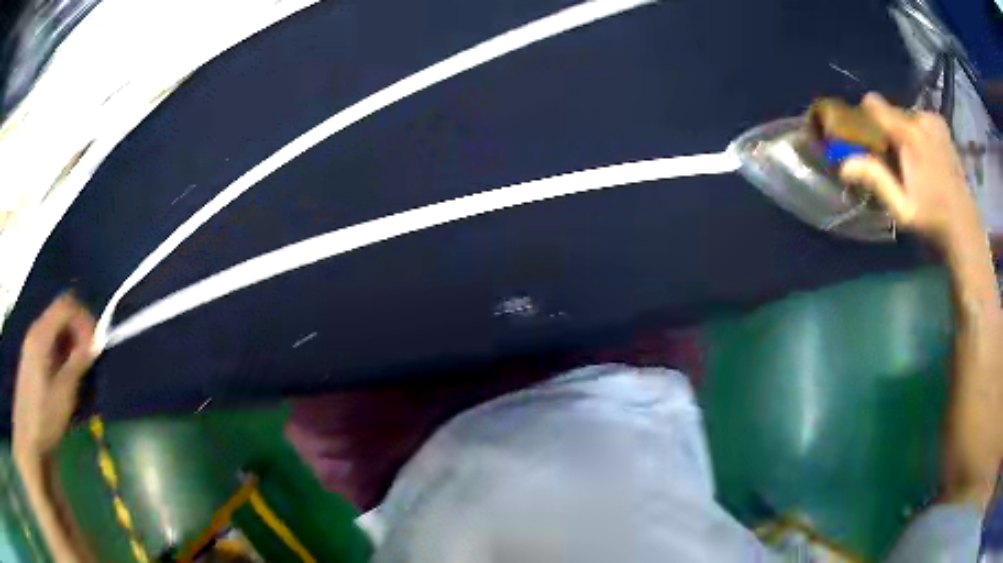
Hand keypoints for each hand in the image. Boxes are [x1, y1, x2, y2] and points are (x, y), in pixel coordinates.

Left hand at [12, 294, 95, 459]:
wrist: (28, 435)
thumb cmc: (44, 416)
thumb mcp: (63, 394)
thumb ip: (77, 364)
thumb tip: (95, 343)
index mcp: (42, 334)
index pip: (66, 305)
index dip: (84, 319)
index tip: (96, 346)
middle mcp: (36, 331)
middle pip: (61, 315)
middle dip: (79, 332)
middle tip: (91, 359)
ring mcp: (33, 345)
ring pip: (57, 330)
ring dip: (72, 345)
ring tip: (82, 372)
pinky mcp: (33, 359)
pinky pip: (51, 344)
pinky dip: (63, 354)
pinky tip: (68, 378)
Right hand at [840, 93, 982, 249]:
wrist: (966, 231)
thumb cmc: (934, 223)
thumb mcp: (902, 210)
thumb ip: (876, 180)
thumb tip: (843, 165)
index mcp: (911, 135)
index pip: (874, 104)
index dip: (866, 119)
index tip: (868, 141)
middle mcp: (922, 119)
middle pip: (891, 113)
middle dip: (888, 134)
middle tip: (895, 165)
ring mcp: (935, 121)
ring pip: (906, 118)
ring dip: (903, 136)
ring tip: (913, 166)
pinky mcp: (943, 128)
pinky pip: (920, 122)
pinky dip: (917, 136)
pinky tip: (925, 161)